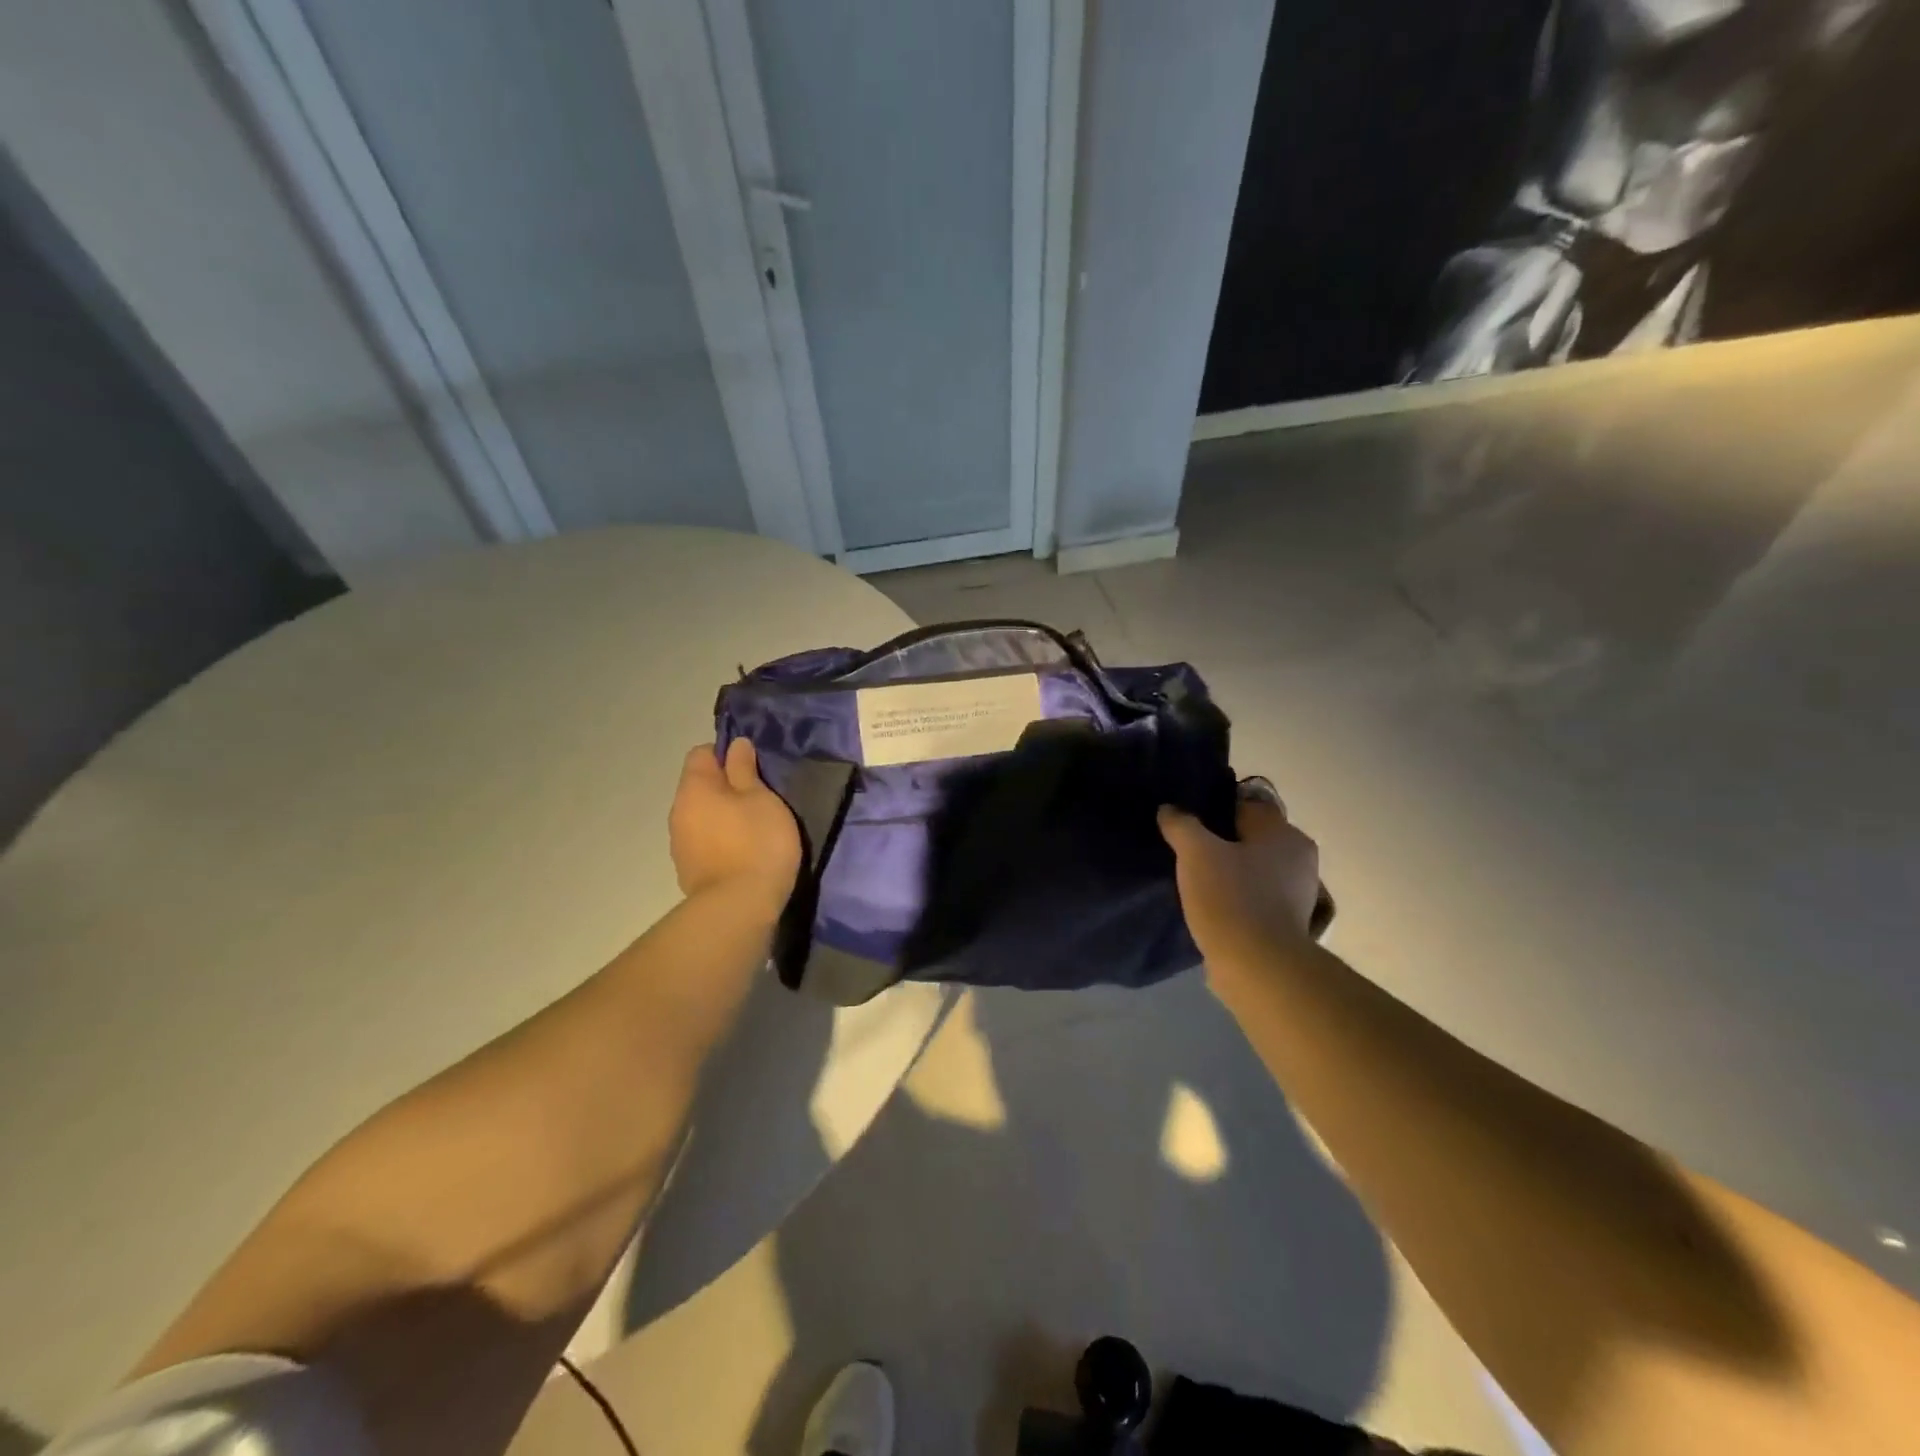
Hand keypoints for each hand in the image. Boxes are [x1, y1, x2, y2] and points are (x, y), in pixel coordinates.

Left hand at [668, 740, 800, 918]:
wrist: (739, 908)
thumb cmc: (756, 842)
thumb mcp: (761, 798)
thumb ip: (745, 769)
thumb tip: (735, 745)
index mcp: (694, 788)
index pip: (702, 754)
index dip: (728, 755)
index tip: (754, 769)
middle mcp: (678, 812)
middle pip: (701, 787)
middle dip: (727, 788)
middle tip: (761, 799)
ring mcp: (680, 845)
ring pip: (703, 816)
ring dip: (724, 817)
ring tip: (754, 829)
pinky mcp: (689, 871)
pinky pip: (705, 843)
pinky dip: (722, 842)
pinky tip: (743, 854)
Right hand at [1159, 789, 1320, 968]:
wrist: (1257, 967)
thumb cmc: (1230, 898)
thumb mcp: (1195, 852)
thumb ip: (1181, 824)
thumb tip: (1170, 809)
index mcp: (1284, 834)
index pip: (1248, 805)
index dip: (1216, 808)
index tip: (1188, 820)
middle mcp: (1299, 859)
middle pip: (1252, 838)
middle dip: (1223, 842)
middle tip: (1187, 849)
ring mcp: (1297, 895)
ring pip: (1254, 870)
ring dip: (1231, 872)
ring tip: (1195, 879)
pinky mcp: (1287, 924)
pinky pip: (1256, 898)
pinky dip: (1237, 898)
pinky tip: (1211, 905)